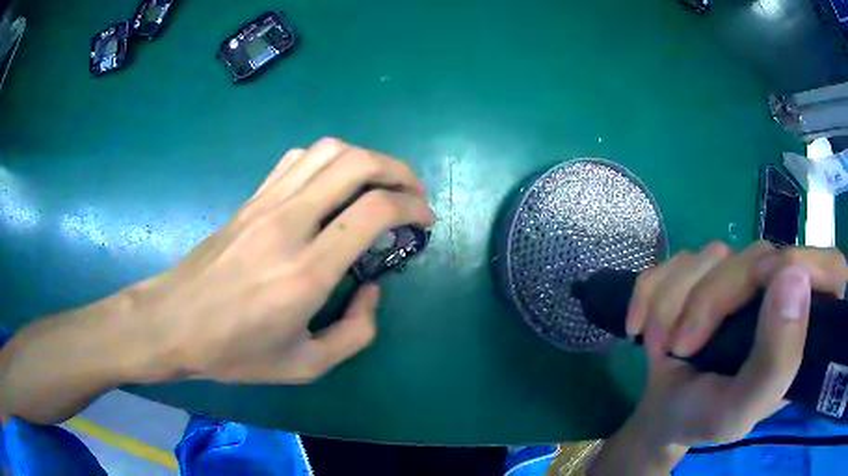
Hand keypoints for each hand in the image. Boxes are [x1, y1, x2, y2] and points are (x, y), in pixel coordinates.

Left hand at [137, 138, 435, 383]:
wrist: (175, 322)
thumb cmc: (236, 351)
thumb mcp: (305, 365)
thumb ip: (355, 334)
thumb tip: (373, 290)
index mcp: (307, 271)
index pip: (373, 212)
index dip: (411, 207)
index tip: (424, 220)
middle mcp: (289, 224)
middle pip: (356, 164)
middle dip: (398, 171)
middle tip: (412, 194)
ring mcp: (266, 204)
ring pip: (327, 151)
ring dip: (365, 159)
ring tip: (379, 183)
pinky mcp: (251, 199)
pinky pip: (296, 159)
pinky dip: (328, 160)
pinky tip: (333, 183)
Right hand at [590, 243, 845, 474]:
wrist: (660, 416)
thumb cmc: (703, 420)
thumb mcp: (739, 410)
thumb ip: (776, 361)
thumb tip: (793, 277)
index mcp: (804, 329)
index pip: (831, 270)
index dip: (809, 265)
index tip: (772, 285)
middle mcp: (780, 294)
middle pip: (759, 257)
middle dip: (711, 299)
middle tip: (682, 345)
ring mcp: (743, 278)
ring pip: (714, 255)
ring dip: (674, 303)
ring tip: (662, 348)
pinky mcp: (707, 271)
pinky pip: (677, 259)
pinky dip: (651, 292)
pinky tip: (640, 326)